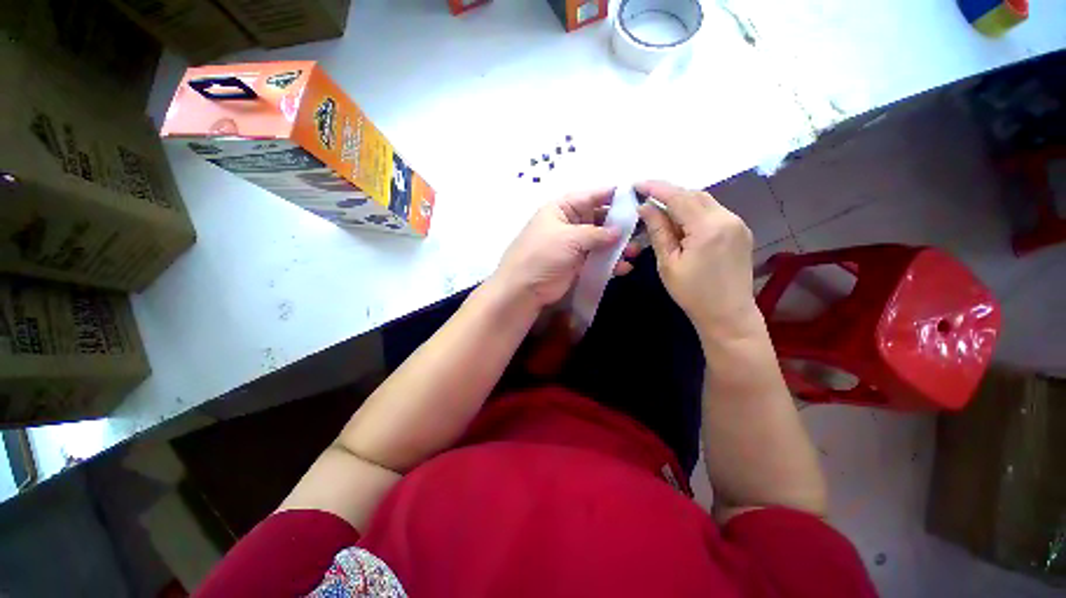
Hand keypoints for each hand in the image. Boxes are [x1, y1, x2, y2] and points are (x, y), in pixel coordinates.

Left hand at [492, 188, 636, 309]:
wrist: (524, 288)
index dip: (614, 195)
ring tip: (636, 251)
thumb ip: (597, 233)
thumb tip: (619, 230)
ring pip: (601, 240)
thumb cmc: (543, 255)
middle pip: (600, 218)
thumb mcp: (569, 238)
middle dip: (620, 224)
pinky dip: (610, 262)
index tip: (638, 198)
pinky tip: (624, 267)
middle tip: (643, 229)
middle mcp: (570, 223)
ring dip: (618, 245)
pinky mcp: (577, 264)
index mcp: (563, 208)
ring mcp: (574, 245)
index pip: (592, 196)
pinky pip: (598, 258)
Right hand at [636, 180, 759, 337]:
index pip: (679, 197)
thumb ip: (658, 231)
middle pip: (694, 194)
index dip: (656, 188)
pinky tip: (681, 221)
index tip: (636, 184)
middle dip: (668, 193)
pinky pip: (713, 212)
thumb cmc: (692, 293)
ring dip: (682, 201)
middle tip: (645, 197)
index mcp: (708, 228)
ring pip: (705, 201)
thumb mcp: (668, 263)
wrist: (728, 314)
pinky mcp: (740, 231)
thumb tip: (645, 207)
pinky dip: (694, 211)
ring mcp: (737, 223)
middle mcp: (727, 218)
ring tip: (660, 209)